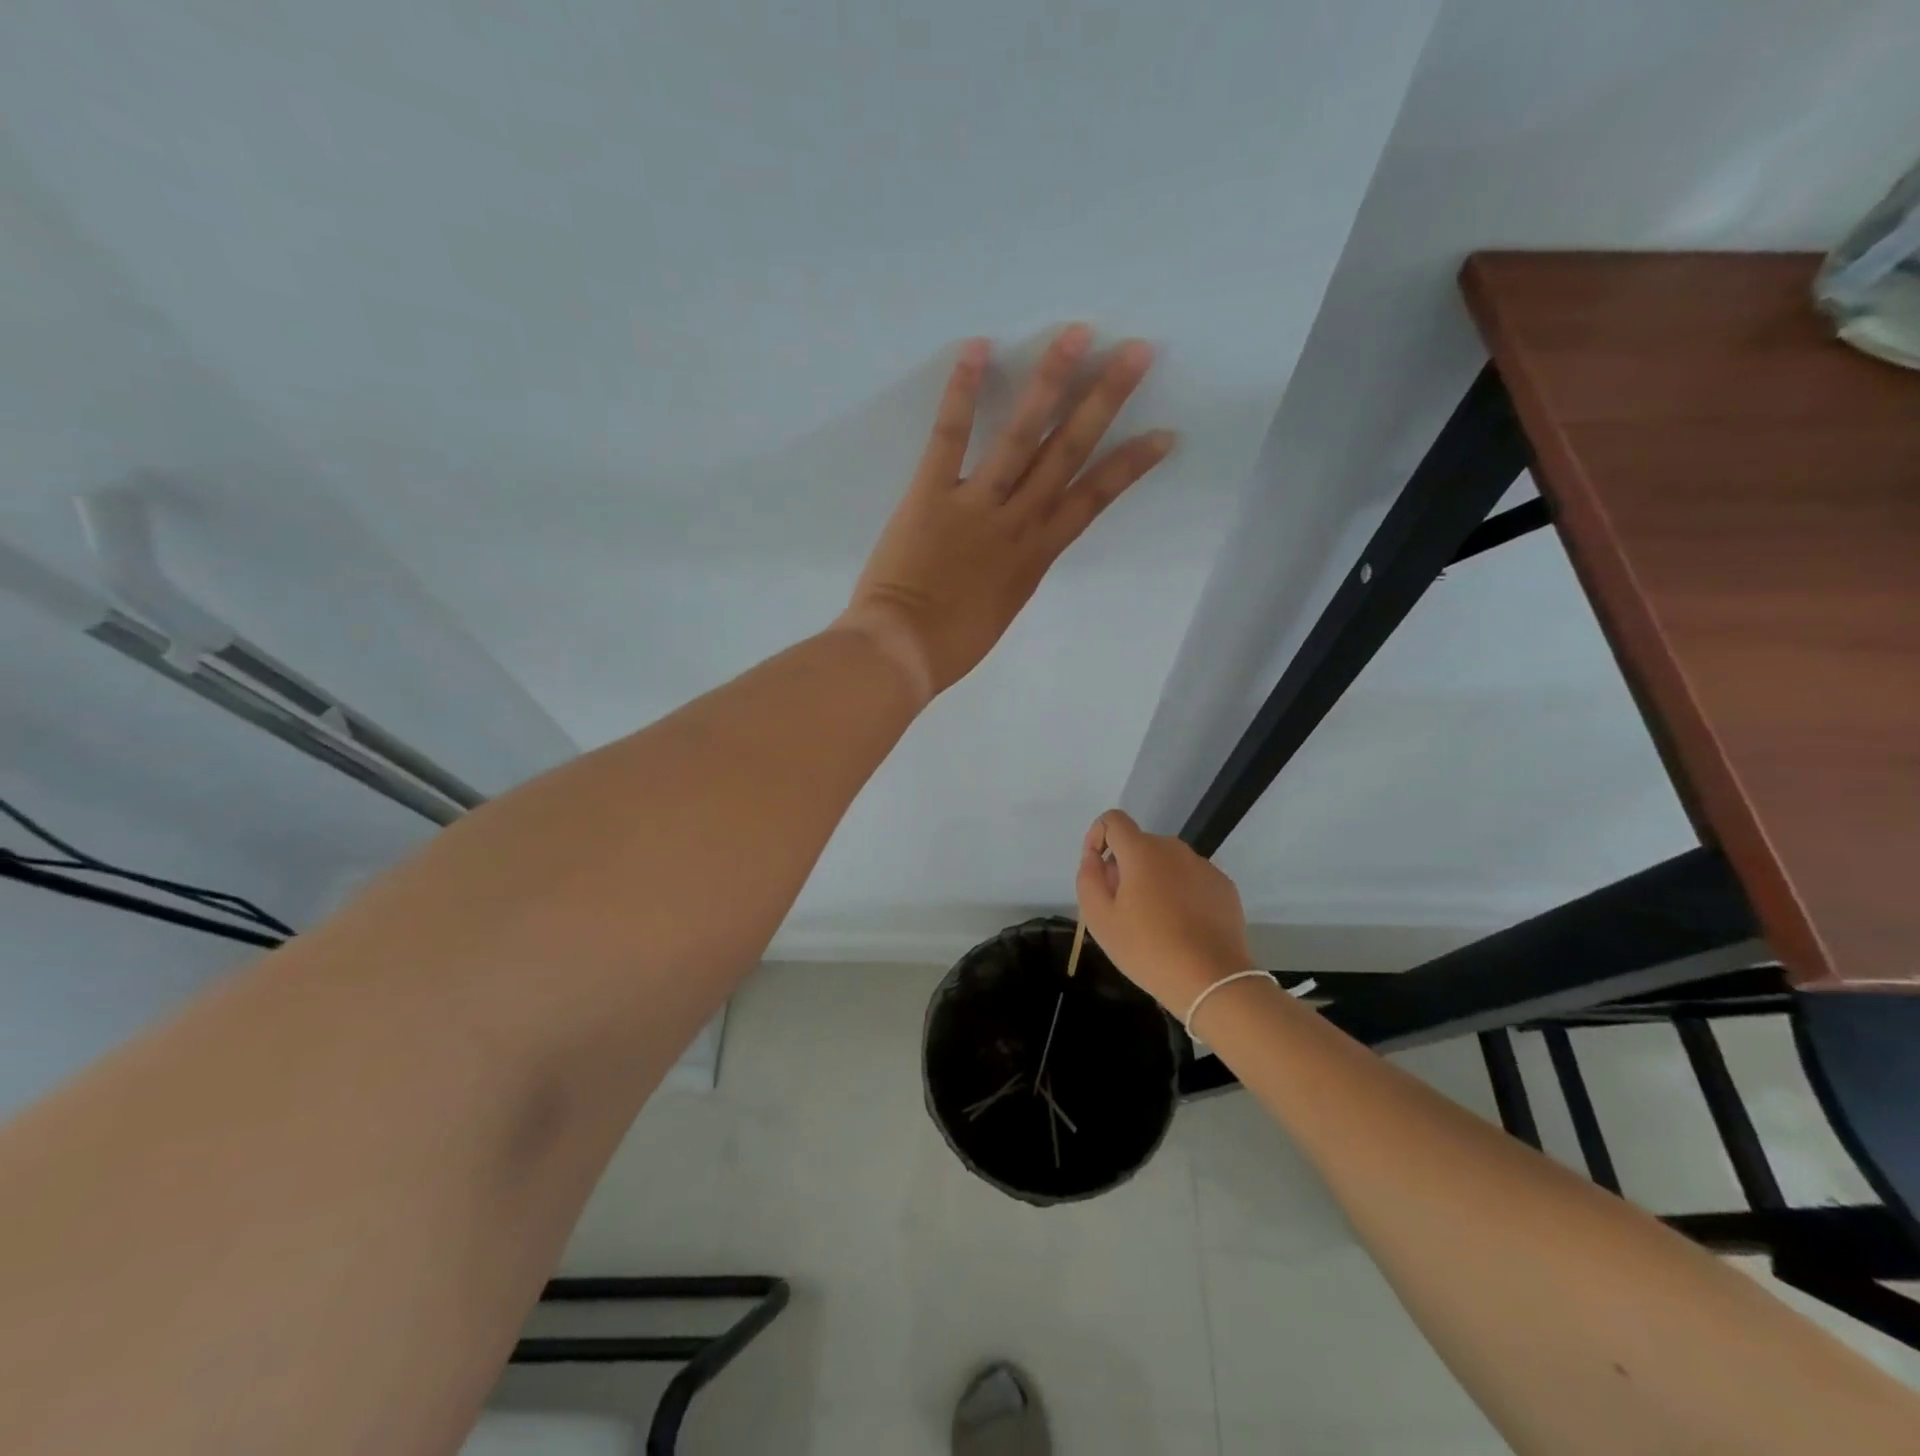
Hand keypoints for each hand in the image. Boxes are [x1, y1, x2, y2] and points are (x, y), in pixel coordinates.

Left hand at [837, 326, 1174, 700]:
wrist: (902, 652)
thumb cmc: (951, 644)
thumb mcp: (1002, 608)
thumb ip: (1016, 570)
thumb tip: (1020, 545)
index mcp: (1036, 555)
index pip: (1094, 500)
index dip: (1131, 465)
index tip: (1163, 434)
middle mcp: (1017, 521)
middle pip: (1068, 452)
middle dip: (1105, 400)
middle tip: (1136, 350)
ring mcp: (976, 504)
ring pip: (1022, 435)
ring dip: (1052, 382)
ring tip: (1076, 333)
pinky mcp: (930, 494)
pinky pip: (950, 436)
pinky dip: (963, 391)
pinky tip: (978, 347)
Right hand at [1075, 809, 1253, 1013]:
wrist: (1212, 980)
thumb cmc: (1147, 949)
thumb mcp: (1100, 919)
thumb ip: (1088, 878)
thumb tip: (1094, 857)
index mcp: (1141, 851)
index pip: (1113, 820)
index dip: (1097, 836)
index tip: (1096, 870)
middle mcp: (1174, 849)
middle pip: (1140, 844)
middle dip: (1125, 866)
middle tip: (1122, 907)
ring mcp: (1203, 866)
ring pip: (1166, 862)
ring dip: (1153, 879)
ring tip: (1153, 921)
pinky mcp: (1223, 886)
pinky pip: (1191, 878)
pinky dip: (1180, 892)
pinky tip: (1182, 926)